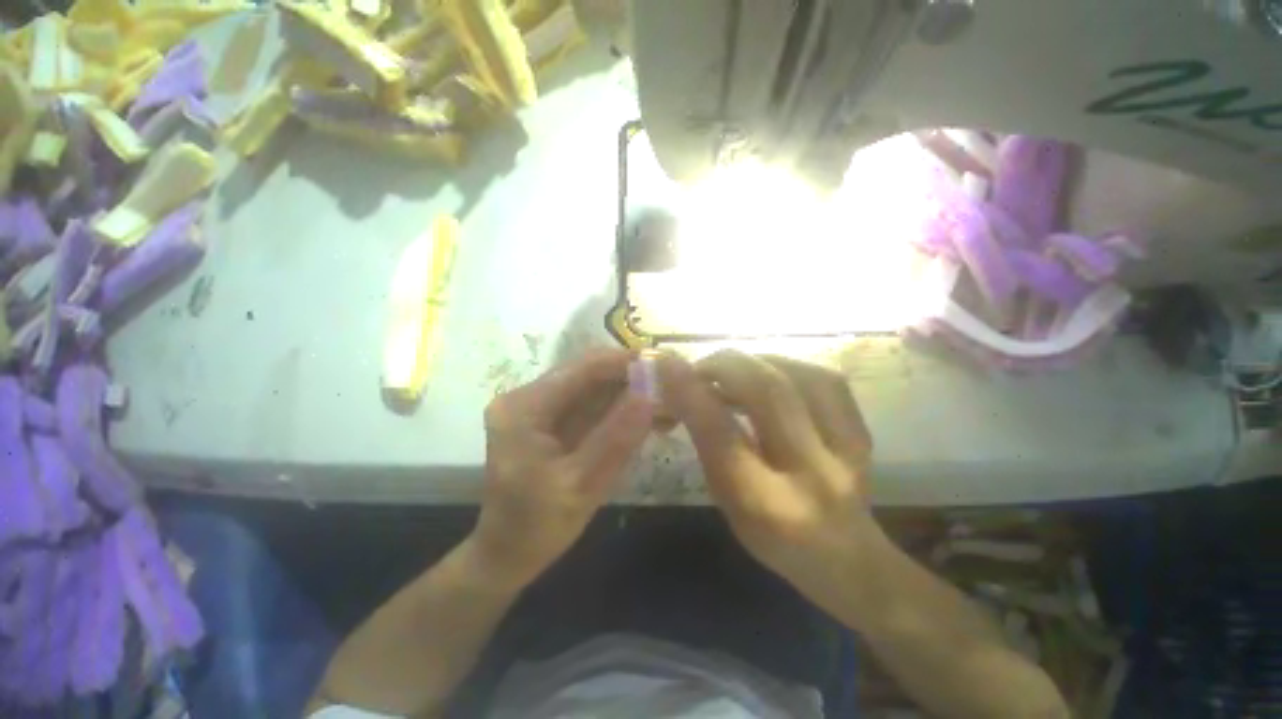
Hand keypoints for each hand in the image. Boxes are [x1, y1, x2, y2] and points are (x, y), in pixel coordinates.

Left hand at [472, 348, 654, 587]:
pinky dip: (620, 408)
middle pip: (589, 373)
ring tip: (668, 403)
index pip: (584, 367)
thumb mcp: (581, 487)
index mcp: (525, 407)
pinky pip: (591, 404)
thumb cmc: (535, 528)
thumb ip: (616, 438)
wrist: (506, 555)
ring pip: (593, 386)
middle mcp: (528, 396)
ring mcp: (539, 406)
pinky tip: (648, 417)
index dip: (627, 362)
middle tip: (673, 387)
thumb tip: (652, 392)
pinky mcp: (551, 419)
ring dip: (630, 392)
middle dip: (633, 378)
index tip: (667, 366)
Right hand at [657, 350, 875, 581]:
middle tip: (701, 367)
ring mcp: (847, 450)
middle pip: (768, 393)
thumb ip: (706, 442)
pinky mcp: (863, 432)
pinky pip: (826, 378)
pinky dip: (789, 365)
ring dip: (756, 363)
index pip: (721, 434)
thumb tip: (682, 388)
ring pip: (800, 376)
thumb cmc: (772, 536)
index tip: (666, 365)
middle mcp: (811, 474)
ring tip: (733, 370)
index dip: (690, 392)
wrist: (848, 558)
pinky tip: (771, 372)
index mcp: (765, 504)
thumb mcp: (727, 499)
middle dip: (725, 366)